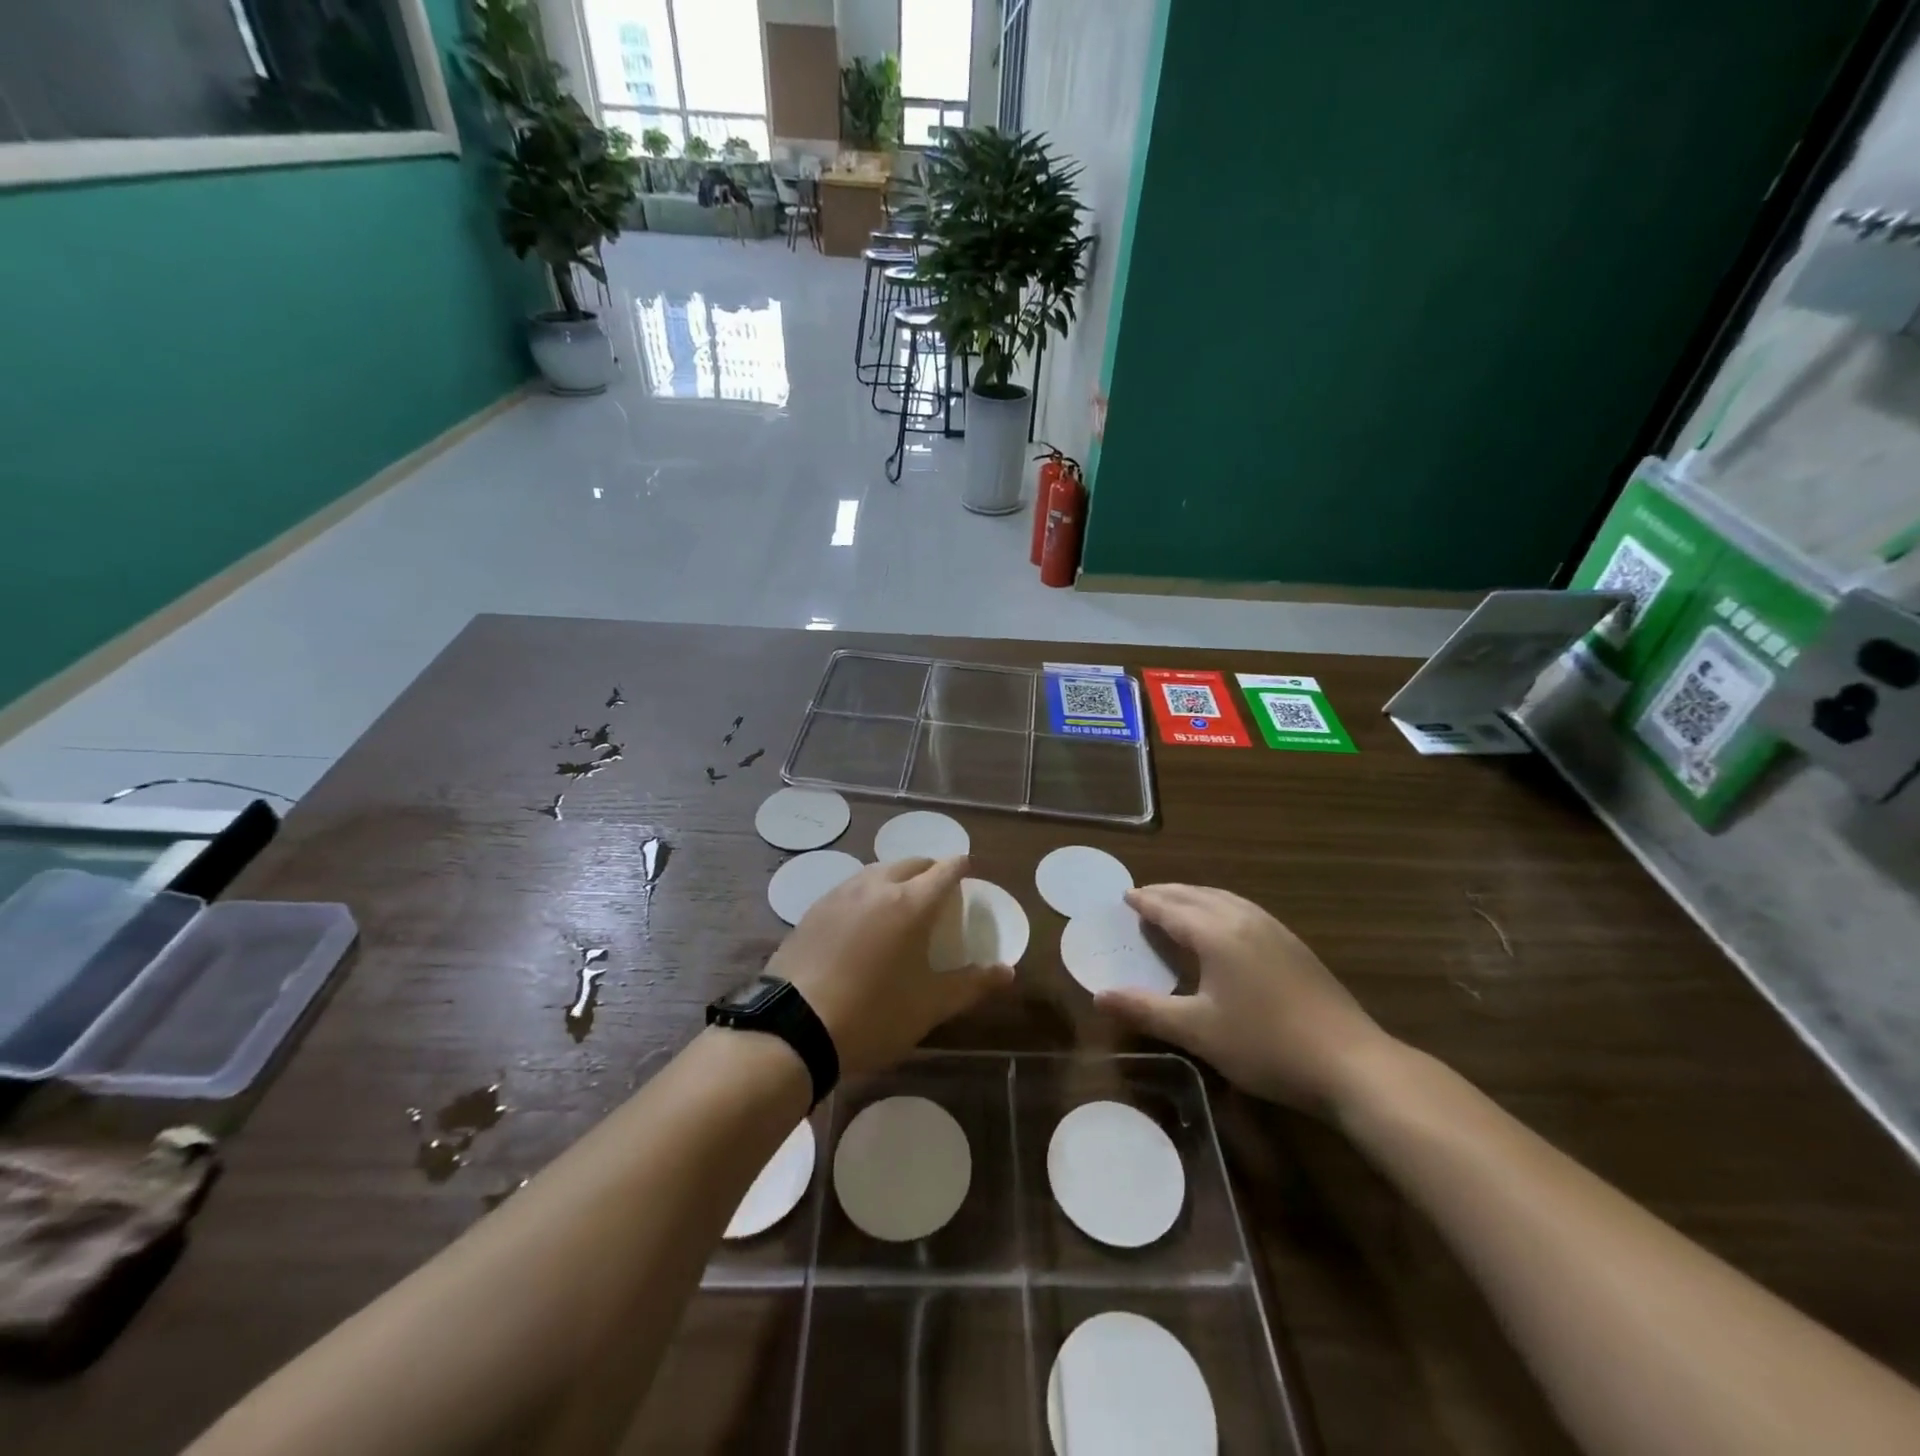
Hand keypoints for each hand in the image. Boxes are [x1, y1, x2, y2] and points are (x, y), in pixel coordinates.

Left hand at [768, 856, 1011, 1078]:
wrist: (794, 1028)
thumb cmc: (873, 1015)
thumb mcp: (929, 1006)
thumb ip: (971, 984)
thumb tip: (1007, 972)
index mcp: (911, 904)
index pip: (945, 870)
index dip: (961, 868)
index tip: (969, 873)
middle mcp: (877, 887)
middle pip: (911, 863)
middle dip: (930, 870)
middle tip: (938, 892)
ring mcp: (840, 894)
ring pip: (878, 871)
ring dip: (897, 878)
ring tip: (902, 903)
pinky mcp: (814, 909)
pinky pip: (851, 888)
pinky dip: (868, 893)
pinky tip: (864, 920)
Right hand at [1095, 884, 1397, 1113]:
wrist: (1350, 1061)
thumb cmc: (1265, 1044)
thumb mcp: (1198, 1031)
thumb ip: (1146, 1010)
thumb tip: (1099, 996)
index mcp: (1216, 934)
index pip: (1170, 908)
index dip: (1145, 901)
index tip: (1125, 895)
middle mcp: (1243, 920)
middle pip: (1196, 896)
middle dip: (1167, 893)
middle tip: (1143, 897)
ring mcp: (1273, 929)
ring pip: (1224, 899)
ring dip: (1194, 896)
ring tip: (1177, 903)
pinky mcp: (1293, 944)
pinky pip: (1244, 909)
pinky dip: (1219, 905)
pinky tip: (1224, 924)